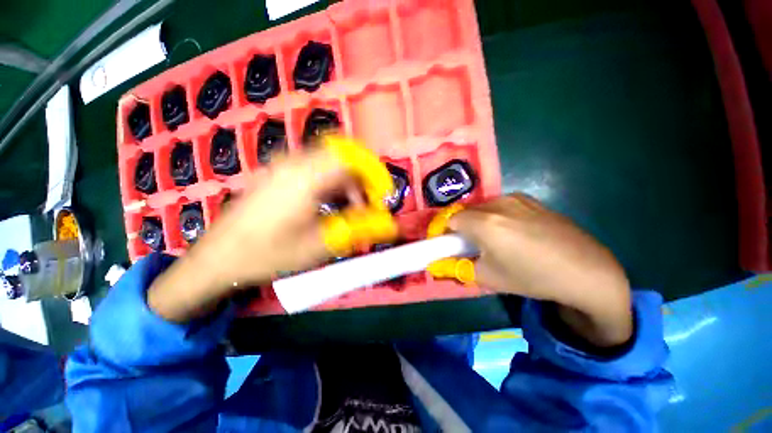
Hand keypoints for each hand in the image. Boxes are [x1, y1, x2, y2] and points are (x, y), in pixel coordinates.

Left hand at [149, 147, 376, 321]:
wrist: (217, 258)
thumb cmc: (269, 254)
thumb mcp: (320, 245)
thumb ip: (359, 229)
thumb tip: (389, 225)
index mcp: (307, 176)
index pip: (353, 157)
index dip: (374, 173)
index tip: (382, 196)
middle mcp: (295, 162)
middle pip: (344, 157)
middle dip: (362, 180)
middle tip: (367, 206)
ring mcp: (284, 165)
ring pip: (330, 163)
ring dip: (347, 184)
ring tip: (349, 211)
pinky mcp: (278, 172)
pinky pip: (315, 168)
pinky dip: (332, 183)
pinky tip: (328, 206)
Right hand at [449, 194, 632, 346]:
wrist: (586, 270)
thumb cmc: (533, 277)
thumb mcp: (489, 278)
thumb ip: (460, 267)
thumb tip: (444, 263)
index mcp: (484, 222)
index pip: (451, 219)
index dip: (448, 232)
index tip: (453, 245)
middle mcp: (498, 204)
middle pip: (467, 211)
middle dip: (464, 226)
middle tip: (475, 244)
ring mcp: (517, 199)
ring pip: (485, 207)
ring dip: (481, 220)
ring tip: (497, 239)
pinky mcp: (532, 200)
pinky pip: (503, 205)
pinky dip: (499, 216)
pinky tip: (517, 232)